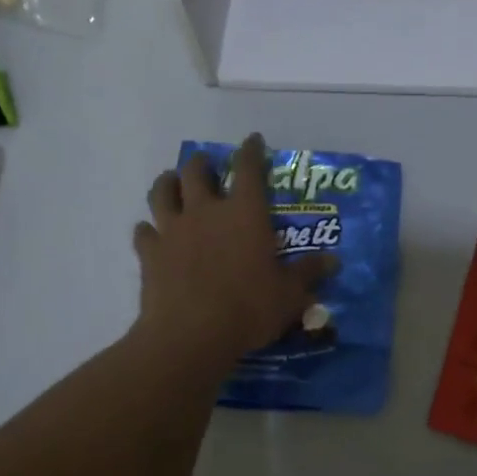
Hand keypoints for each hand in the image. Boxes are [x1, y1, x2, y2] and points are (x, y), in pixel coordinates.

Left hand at [132, 133, 335, 367]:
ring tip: (172, 185)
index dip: (251, 150)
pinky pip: (143, 231)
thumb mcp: (289, 294)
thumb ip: (308, 273)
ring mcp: (172, 229)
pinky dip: (148, 229)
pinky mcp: (149, 253)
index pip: (249, 168)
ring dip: (167, 184)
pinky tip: (152, 234)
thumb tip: (333, 261)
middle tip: (207, 167)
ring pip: (162, 192)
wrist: (191, 335)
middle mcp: (206, 211)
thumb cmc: (248, 308)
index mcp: (245, 213)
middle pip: (196, 171)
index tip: (253, 140)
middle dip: (201, 164)